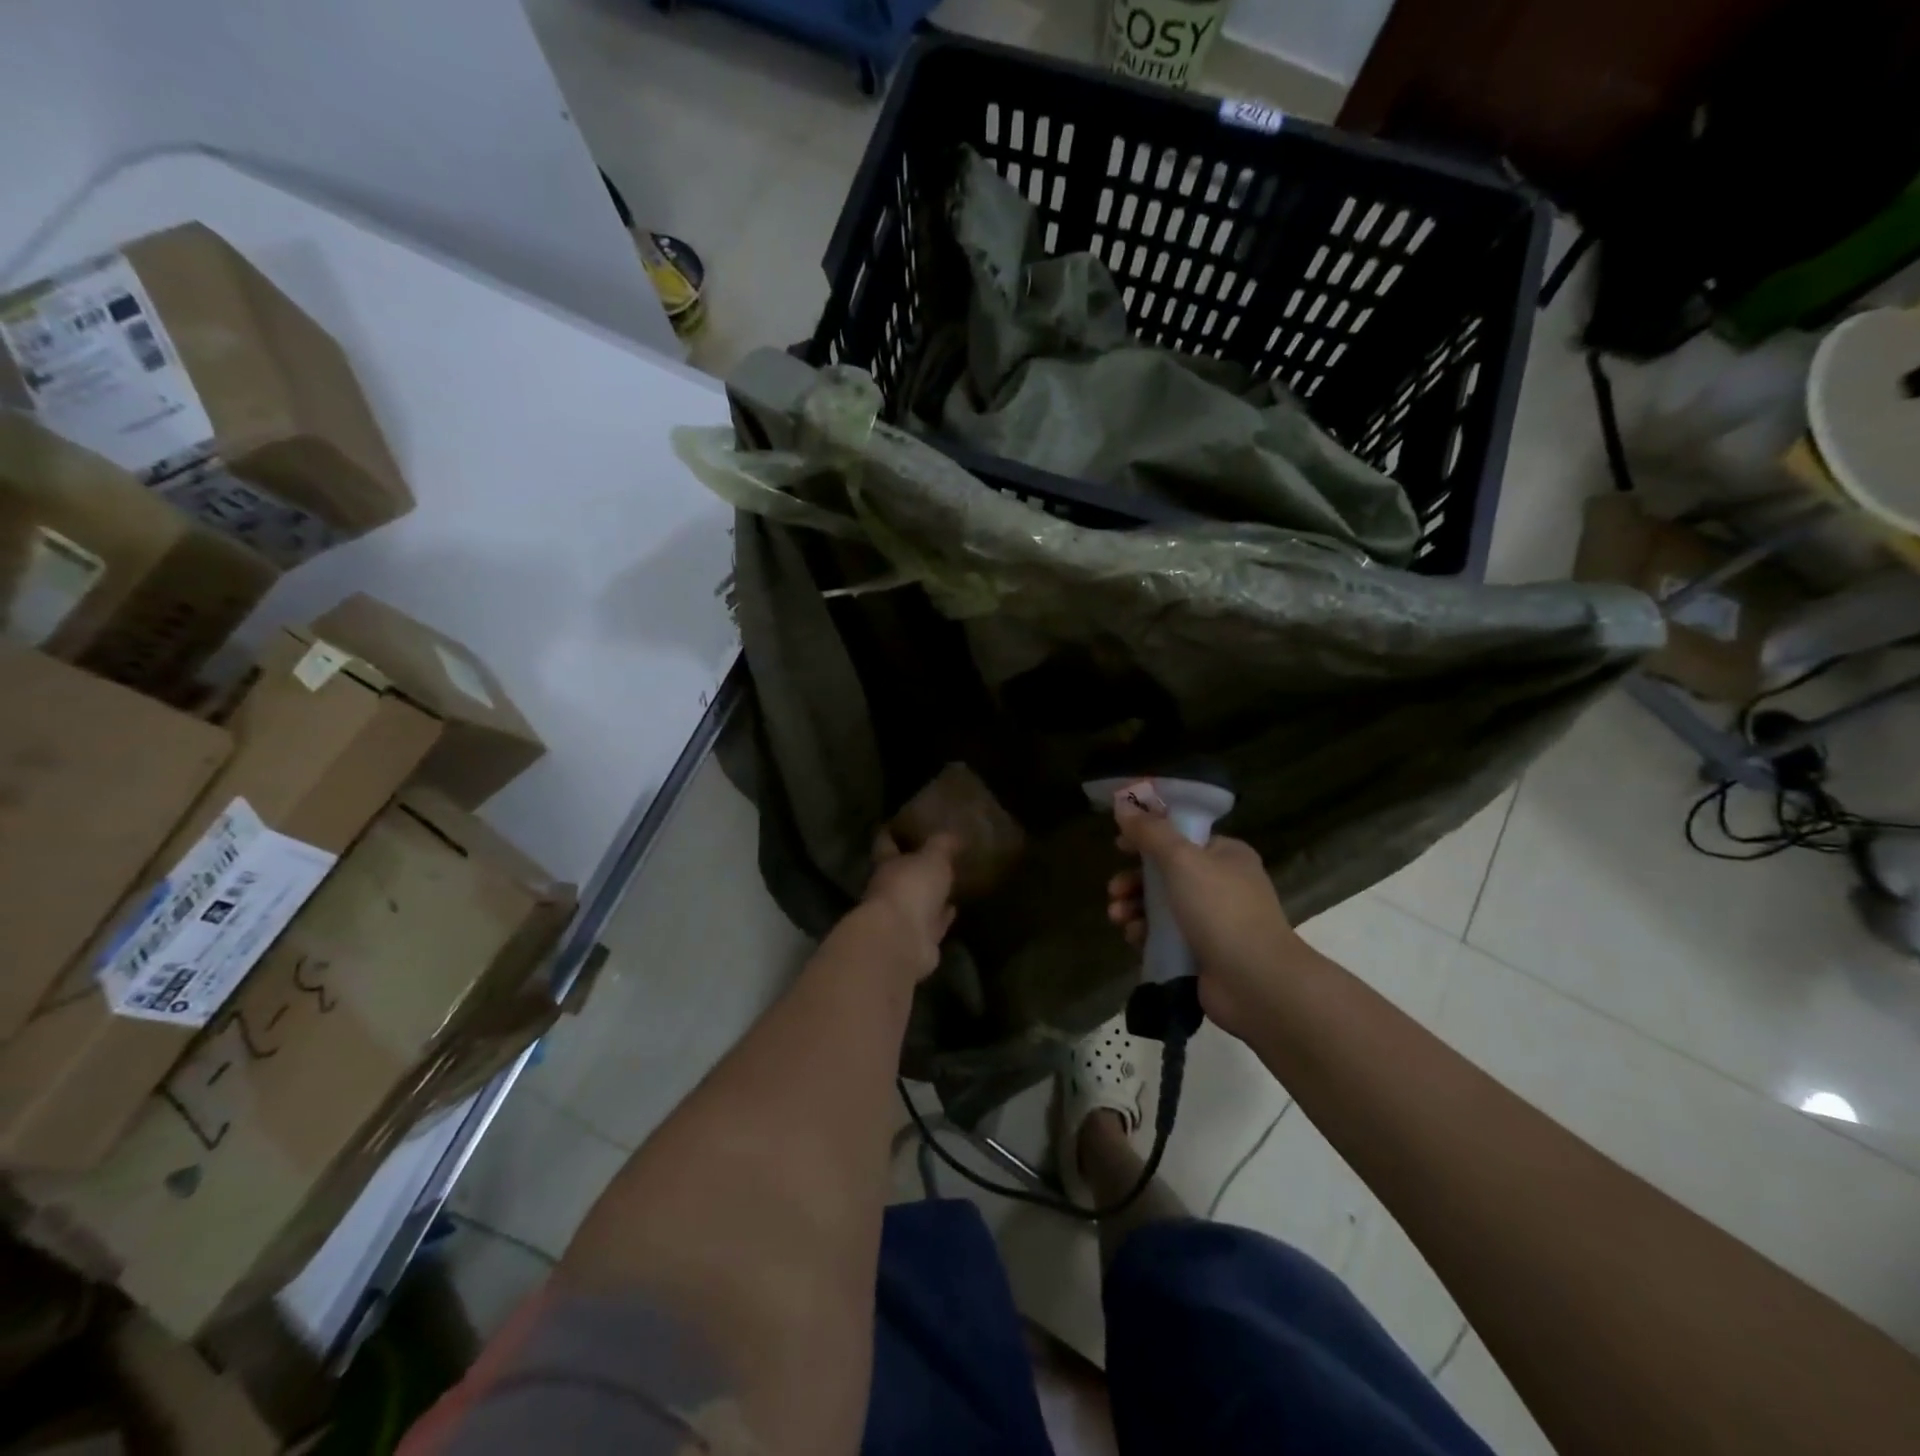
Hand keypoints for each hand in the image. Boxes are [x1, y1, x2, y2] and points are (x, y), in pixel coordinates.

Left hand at [861, 831, 957, 979]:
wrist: (901, 940)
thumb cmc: (911, 888)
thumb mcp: (932, 858)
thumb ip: (942, 845)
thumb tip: (951, 834)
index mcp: (887, 866)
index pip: (885, 845)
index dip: (889, 835)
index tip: (892, 826)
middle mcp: (889, 891)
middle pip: (899, 876)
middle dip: (911, 868)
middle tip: (930, 857)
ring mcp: (902, 918)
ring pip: (917, 902)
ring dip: (929, 896)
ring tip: (947, 884)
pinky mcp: (918, 941)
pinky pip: (932, 925)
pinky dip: (942, 918)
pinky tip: (954, 910)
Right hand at [1106, 794, 1300, 1038]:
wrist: (1256, 982)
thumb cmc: (1221, 910)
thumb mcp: (1182, 860)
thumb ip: (1150, 832)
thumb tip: (1123, 804)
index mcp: (1225, 854)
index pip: (1180, 835)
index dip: (1147, 837)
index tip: (1118, 845)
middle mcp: (1222, 883)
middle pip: (1166, 872)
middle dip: (1134, 880)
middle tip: (1113, 890)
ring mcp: (1213, 920)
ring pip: (1162, 905)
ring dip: (1134, 907)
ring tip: (1118, 917)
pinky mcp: (1202, 952)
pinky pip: (1165, 935)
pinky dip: (1146, 933)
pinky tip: (1133, 938)